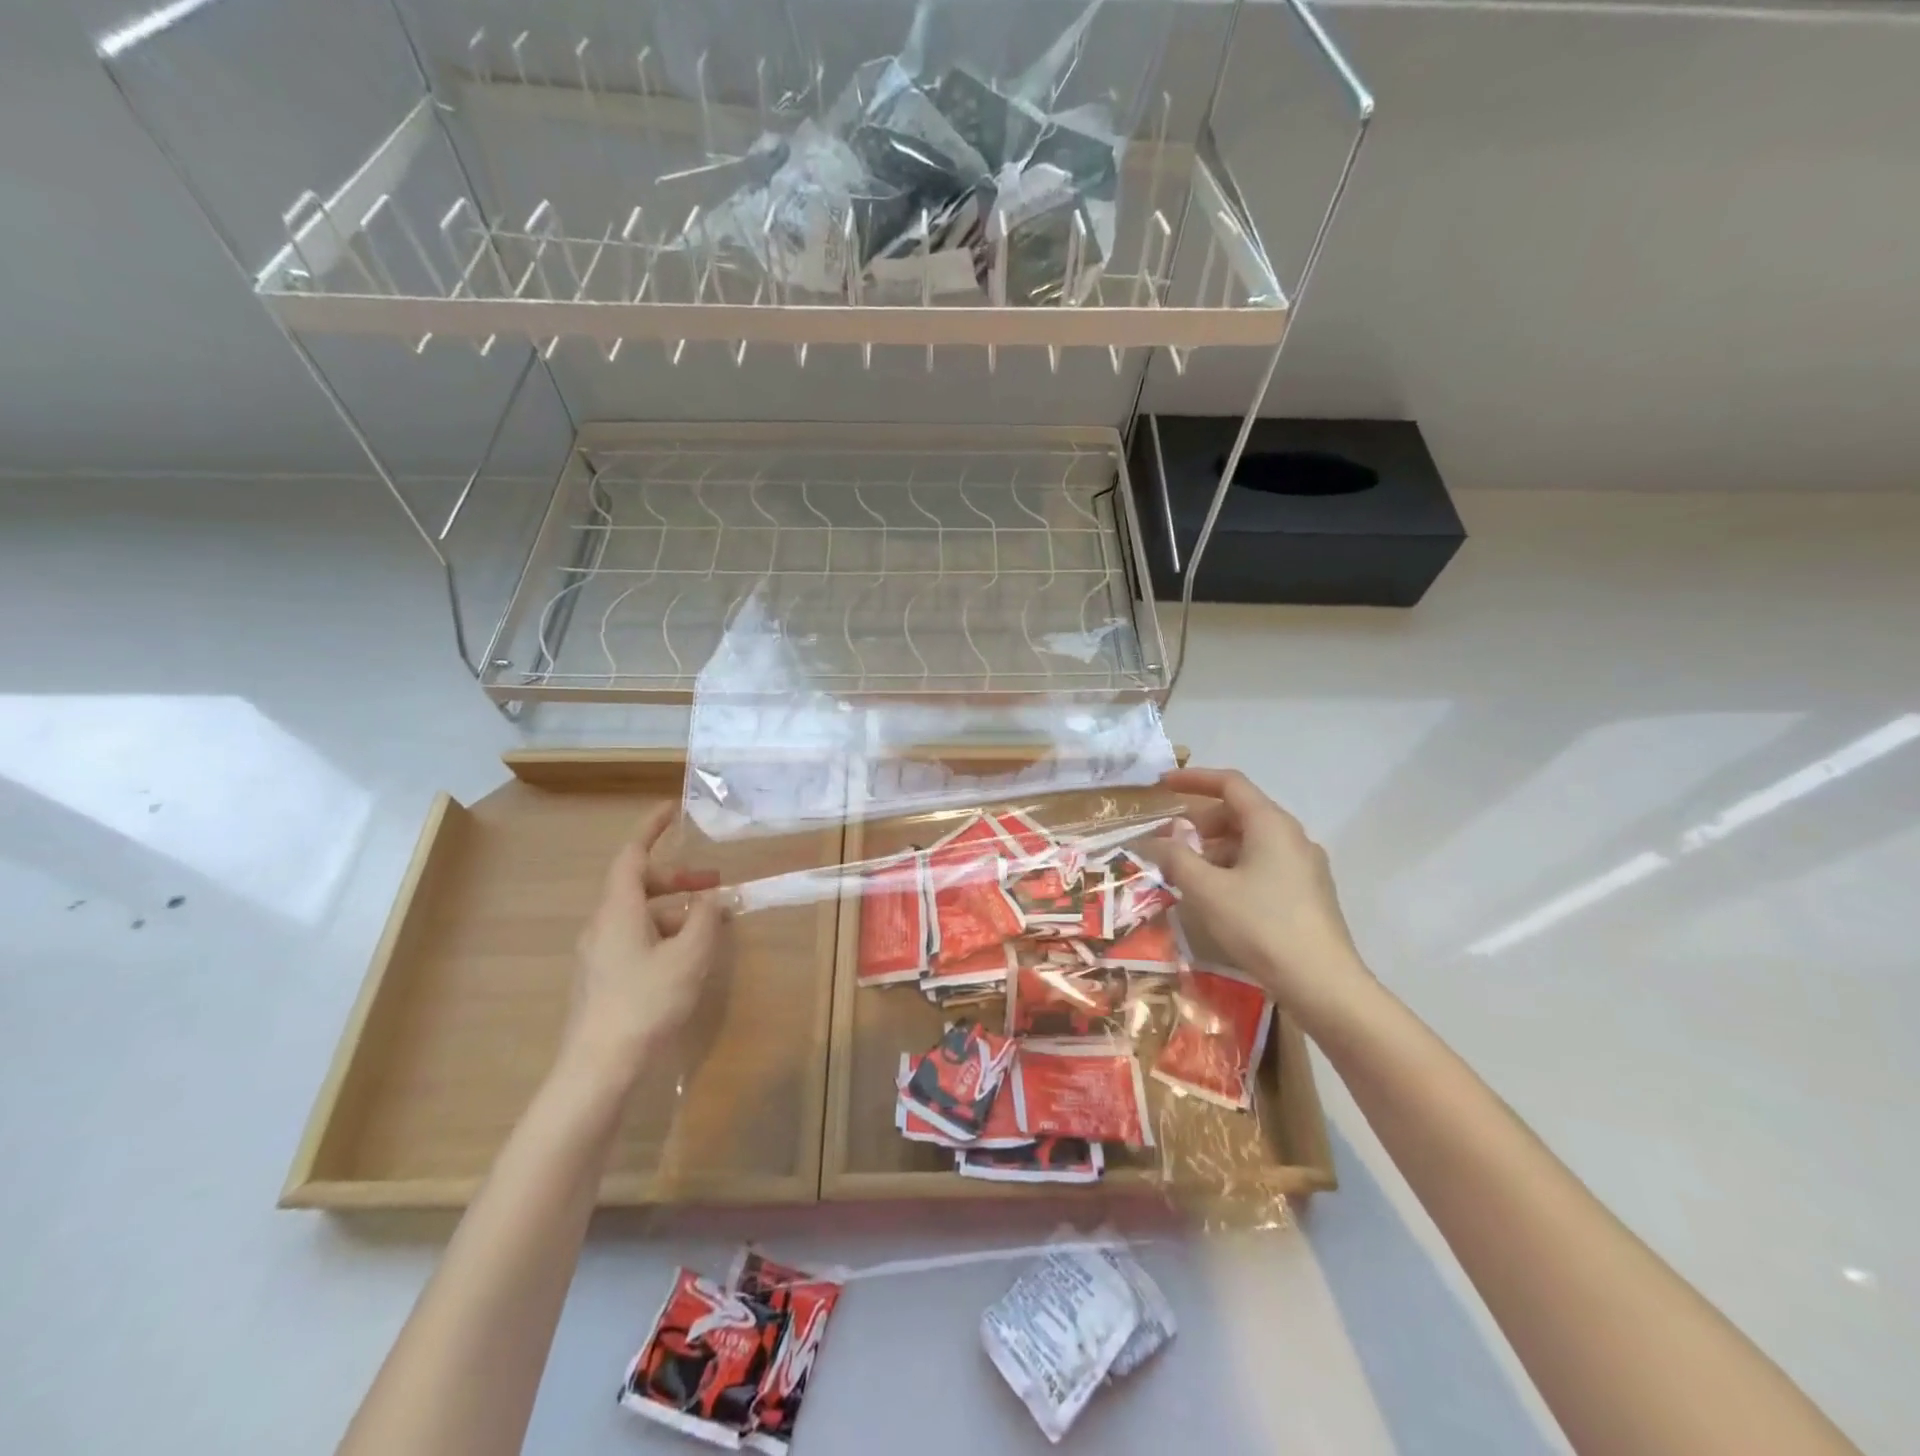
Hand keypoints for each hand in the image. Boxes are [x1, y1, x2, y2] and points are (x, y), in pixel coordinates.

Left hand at [563, 805, 725, 1083]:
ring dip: (674, 909)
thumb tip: (713, 897)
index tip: (672, 810)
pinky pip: (635, 938)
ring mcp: (599, 954)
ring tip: (710, 924)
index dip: (651, 830)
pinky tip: (687, 956)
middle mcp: (602, 925)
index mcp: (618, 910)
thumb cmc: (646, 1002)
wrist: (598, 1068)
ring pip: (638, 914)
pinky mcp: (602, 979)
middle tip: (714, 883)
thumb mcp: (689, 957)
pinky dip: (663, 932)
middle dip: (677, 878)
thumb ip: (705, 919)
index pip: (631, 855)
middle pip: (637, 885)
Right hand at [1158, 768, 1371, 1021]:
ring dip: (1216, 848)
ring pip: (1252, 841)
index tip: (1163, 785)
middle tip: (1171, 842)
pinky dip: (1235, 867)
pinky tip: (1218, 896)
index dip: (1194, 779)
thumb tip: (1154, 841)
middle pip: (1241, 812)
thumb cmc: (1261, 926)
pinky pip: (1264, 863)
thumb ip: (1176, 858)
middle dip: (1201, 821)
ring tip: (1189, 874)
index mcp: (1271, 824)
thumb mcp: (1207, 890)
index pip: (1230, 783)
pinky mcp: (1309, 892)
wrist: (1323, 984)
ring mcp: (1305, 865)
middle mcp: (1292, 836)